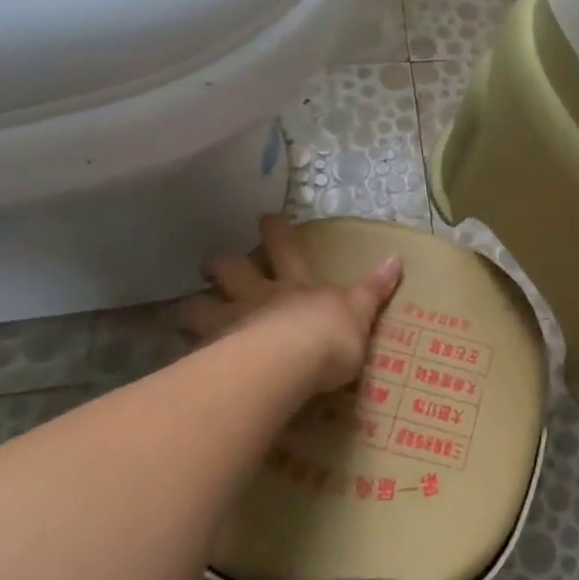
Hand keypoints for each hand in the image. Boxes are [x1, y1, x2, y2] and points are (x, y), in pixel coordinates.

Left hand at [179, 214, 403, 392]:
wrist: (291, 362)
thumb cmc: (330, 337)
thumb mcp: (361, 313)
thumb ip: (374, 289)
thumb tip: (397, 258)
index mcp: (297, 286)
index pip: (287, 250)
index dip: (276, 232)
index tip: (266, 217)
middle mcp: (259, 297)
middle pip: (232, 269)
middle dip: (221, 263)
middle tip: (211, 264)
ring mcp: (231, 323)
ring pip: (199, 305)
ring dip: (192, 306)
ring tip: (185, 312)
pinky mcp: (211, 355)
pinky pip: (190, 349)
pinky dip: (186, 351)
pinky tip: (181, 361)